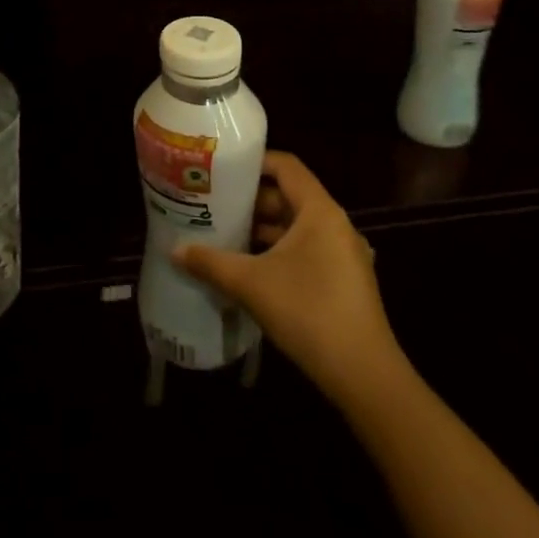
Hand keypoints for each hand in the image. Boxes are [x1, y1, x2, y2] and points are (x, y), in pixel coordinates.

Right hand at [173, 152, 402, 405]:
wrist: (364, 376)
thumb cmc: (308, 312)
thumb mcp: (251, 284)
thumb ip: (211, 262)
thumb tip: (174, 251)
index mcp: (320, 211)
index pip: (287, 166)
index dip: (254, 161)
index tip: (221, 168)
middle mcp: (336, 225)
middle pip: (289, 196)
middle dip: (250, 200)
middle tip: (212, 202)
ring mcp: (344, 254)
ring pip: (296, 227)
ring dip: (262, 229)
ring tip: (224, 233)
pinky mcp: (344, 281)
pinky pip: (306, 250)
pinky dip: (278, 251)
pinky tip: (249, 268)